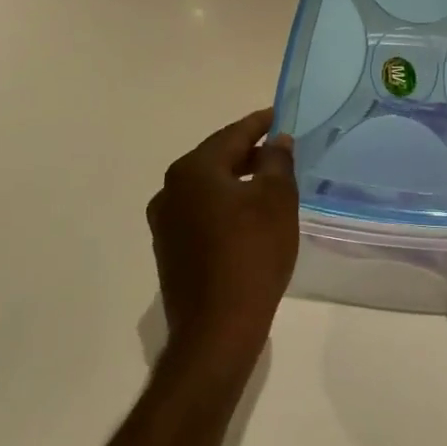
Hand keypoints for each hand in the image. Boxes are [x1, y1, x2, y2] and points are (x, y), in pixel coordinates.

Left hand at [146, 109, 299, 374]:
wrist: (217, 329)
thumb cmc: (252, 254)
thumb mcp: (276, 199)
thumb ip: (277, 161)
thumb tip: (277, 140)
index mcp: (192, 170)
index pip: (232, 134)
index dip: (260, 123)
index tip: (280, 115)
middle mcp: (170, 191)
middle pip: (216, 159)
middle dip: (249, 154)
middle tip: (280, 151)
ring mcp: (166, 223)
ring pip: (208, 189)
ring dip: (237, 182)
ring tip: (269, 184)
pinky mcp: (171, 251)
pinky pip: (202, 215)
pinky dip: (226, 208)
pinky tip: (249, 219)